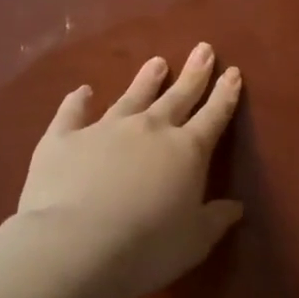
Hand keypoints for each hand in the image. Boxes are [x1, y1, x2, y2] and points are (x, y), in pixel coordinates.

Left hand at [16, 43, 243, 297]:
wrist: (74, 246)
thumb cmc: (146, 247)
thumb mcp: (194, 241)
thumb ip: (214, 220)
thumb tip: (236, 207)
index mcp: (187, 151)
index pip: (214, 115)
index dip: (225, 94)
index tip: (232, 72)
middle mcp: (150, 130)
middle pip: (178, 95)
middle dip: (194, 73)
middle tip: (203, 49)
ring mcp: (104, 130)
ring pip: (131, 97)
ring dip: (145, 80)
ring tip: (157, 62)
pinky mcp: (63, 140)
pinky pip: (72, 114)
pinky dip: (77, 101)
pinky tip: (81, 91)